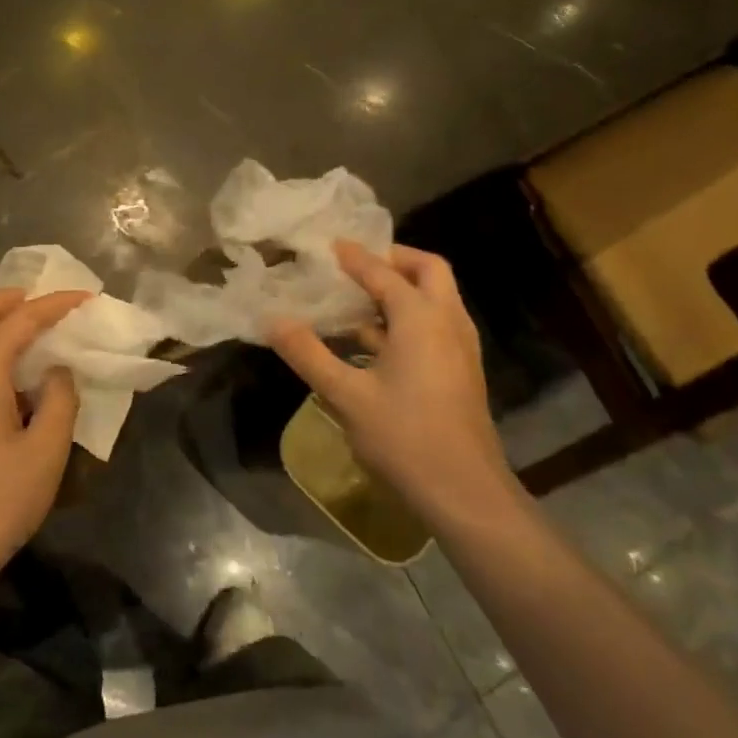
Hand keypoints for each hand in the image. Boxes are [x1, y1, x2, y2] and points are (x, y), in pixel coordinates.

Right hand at [267, 242, 520, 525]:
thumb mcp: (346, 395)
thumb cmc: (404, 437)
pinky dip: (410, 316)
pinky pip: (437, 323)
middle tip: (358, 264)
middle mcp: (447, 321)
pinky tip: (376, 341)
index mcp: (420, 318)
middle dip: (394, 260)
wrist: (464, 491)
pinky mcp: (462, 370)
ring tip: (360, 299)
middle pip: (428, 270)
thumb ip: (308, 353)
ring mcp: (461, 347)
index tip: (331, 245)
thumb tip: (272, 320)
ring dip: (403, 289)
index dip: (356, 257)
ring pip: (437, 298)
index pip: (383, 273)